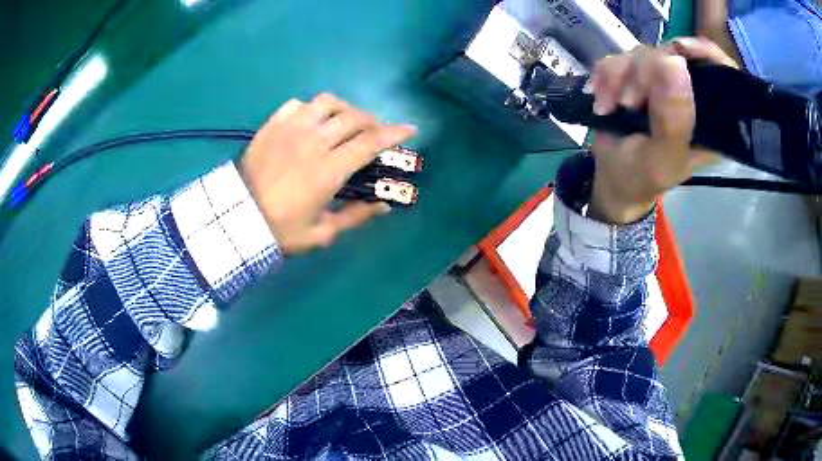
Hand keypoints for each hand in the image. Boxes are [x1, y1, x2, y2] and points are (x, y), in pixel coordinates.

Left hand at [240, 94, 416, 254]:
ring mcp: (290, 129)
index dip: (394, 133)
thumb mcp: (321, 233)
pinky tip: (312, 121)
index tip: (410, 129)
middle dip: (373, 121)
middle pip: (353, 117)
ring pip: (327, 102)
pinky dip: (312, 109)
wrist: (236, 220)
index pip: (370, 142)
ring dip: (344, 109)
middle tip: (375, 132)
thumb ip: (355, 217)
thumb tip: (384, 205)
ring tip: (345, 121)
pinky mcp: (272, 125)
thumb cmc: (280, 230)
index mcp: (328, 169)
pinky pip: (298, 104)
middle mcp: (313, 141)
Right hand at [587, 37, 735, 223]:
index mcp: (711, 118)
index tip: (680, 49)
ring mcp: (662, 82)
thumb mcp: (662, 158)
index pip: (722, 72)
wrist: (613, 177)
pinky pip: (620, 58)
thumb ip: (674, 121)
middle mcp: (690, 94)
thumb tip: (675, 63)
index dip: (705, 53)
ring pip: (643, 53)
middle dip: (645, 73)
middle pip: (673, 55)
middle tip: (629, 103)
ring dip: (620, 77)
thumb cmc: (643, 176)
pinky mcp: (637, 76)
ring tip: (611, 107)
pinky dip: (606, 76)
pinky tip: (603, 99)